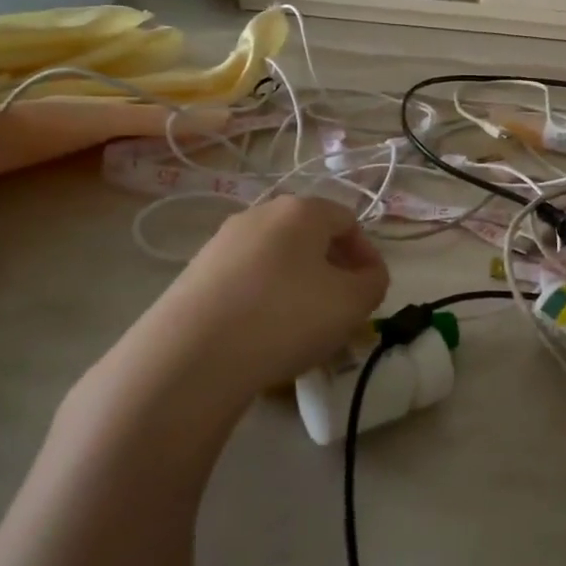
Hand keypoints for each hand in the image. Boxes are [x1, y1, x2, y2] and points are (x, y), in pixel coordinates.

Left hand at [87, 195, 389, 425]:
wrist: (191, 355)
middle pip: (310, 235)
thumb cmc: (286, 317)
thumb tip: (367, 275)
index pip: (348, 221)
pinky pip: (246, 278)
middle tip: (340, 307)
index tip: (371, 290)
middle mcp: (260, 214)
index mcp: (301, 210)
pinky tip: (263, 332)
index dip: (367, 254)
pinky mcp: (196, 272)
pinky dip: (264, 297)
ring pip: (277, 257)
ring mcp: (222, 241)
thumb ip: (374, 282)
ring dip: (298, 283)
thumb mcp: (352, 303)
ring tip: (302, 325)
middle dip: (332, 268)